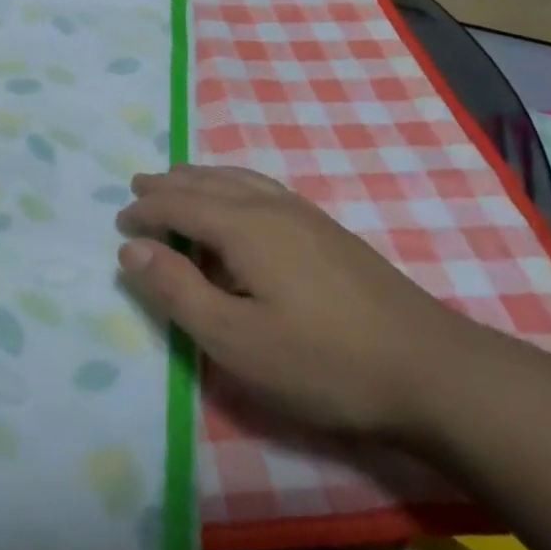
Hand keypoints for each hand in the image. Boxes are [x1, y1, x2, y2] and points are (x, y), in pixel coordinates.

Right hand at [116, 164, 491, 438]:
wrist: (431, 370)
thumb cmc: (322, 362)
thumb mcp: (235, 340)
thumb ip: (178, 291)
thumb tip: (130, 250)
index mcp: (244, 226)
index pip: (179, 204)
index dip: (146, 210)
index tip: (119, 222)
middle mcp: (272, 206)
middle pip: (208, 182)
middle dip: (170, 184)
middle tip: (139, 188)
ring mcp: (306, 215)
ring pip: (240, 180)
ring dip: (202, 180)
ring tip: (180, 183)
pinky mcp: (329, 231)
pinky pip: (264, 190)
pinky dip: (234, 186)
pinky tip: (241, 203)